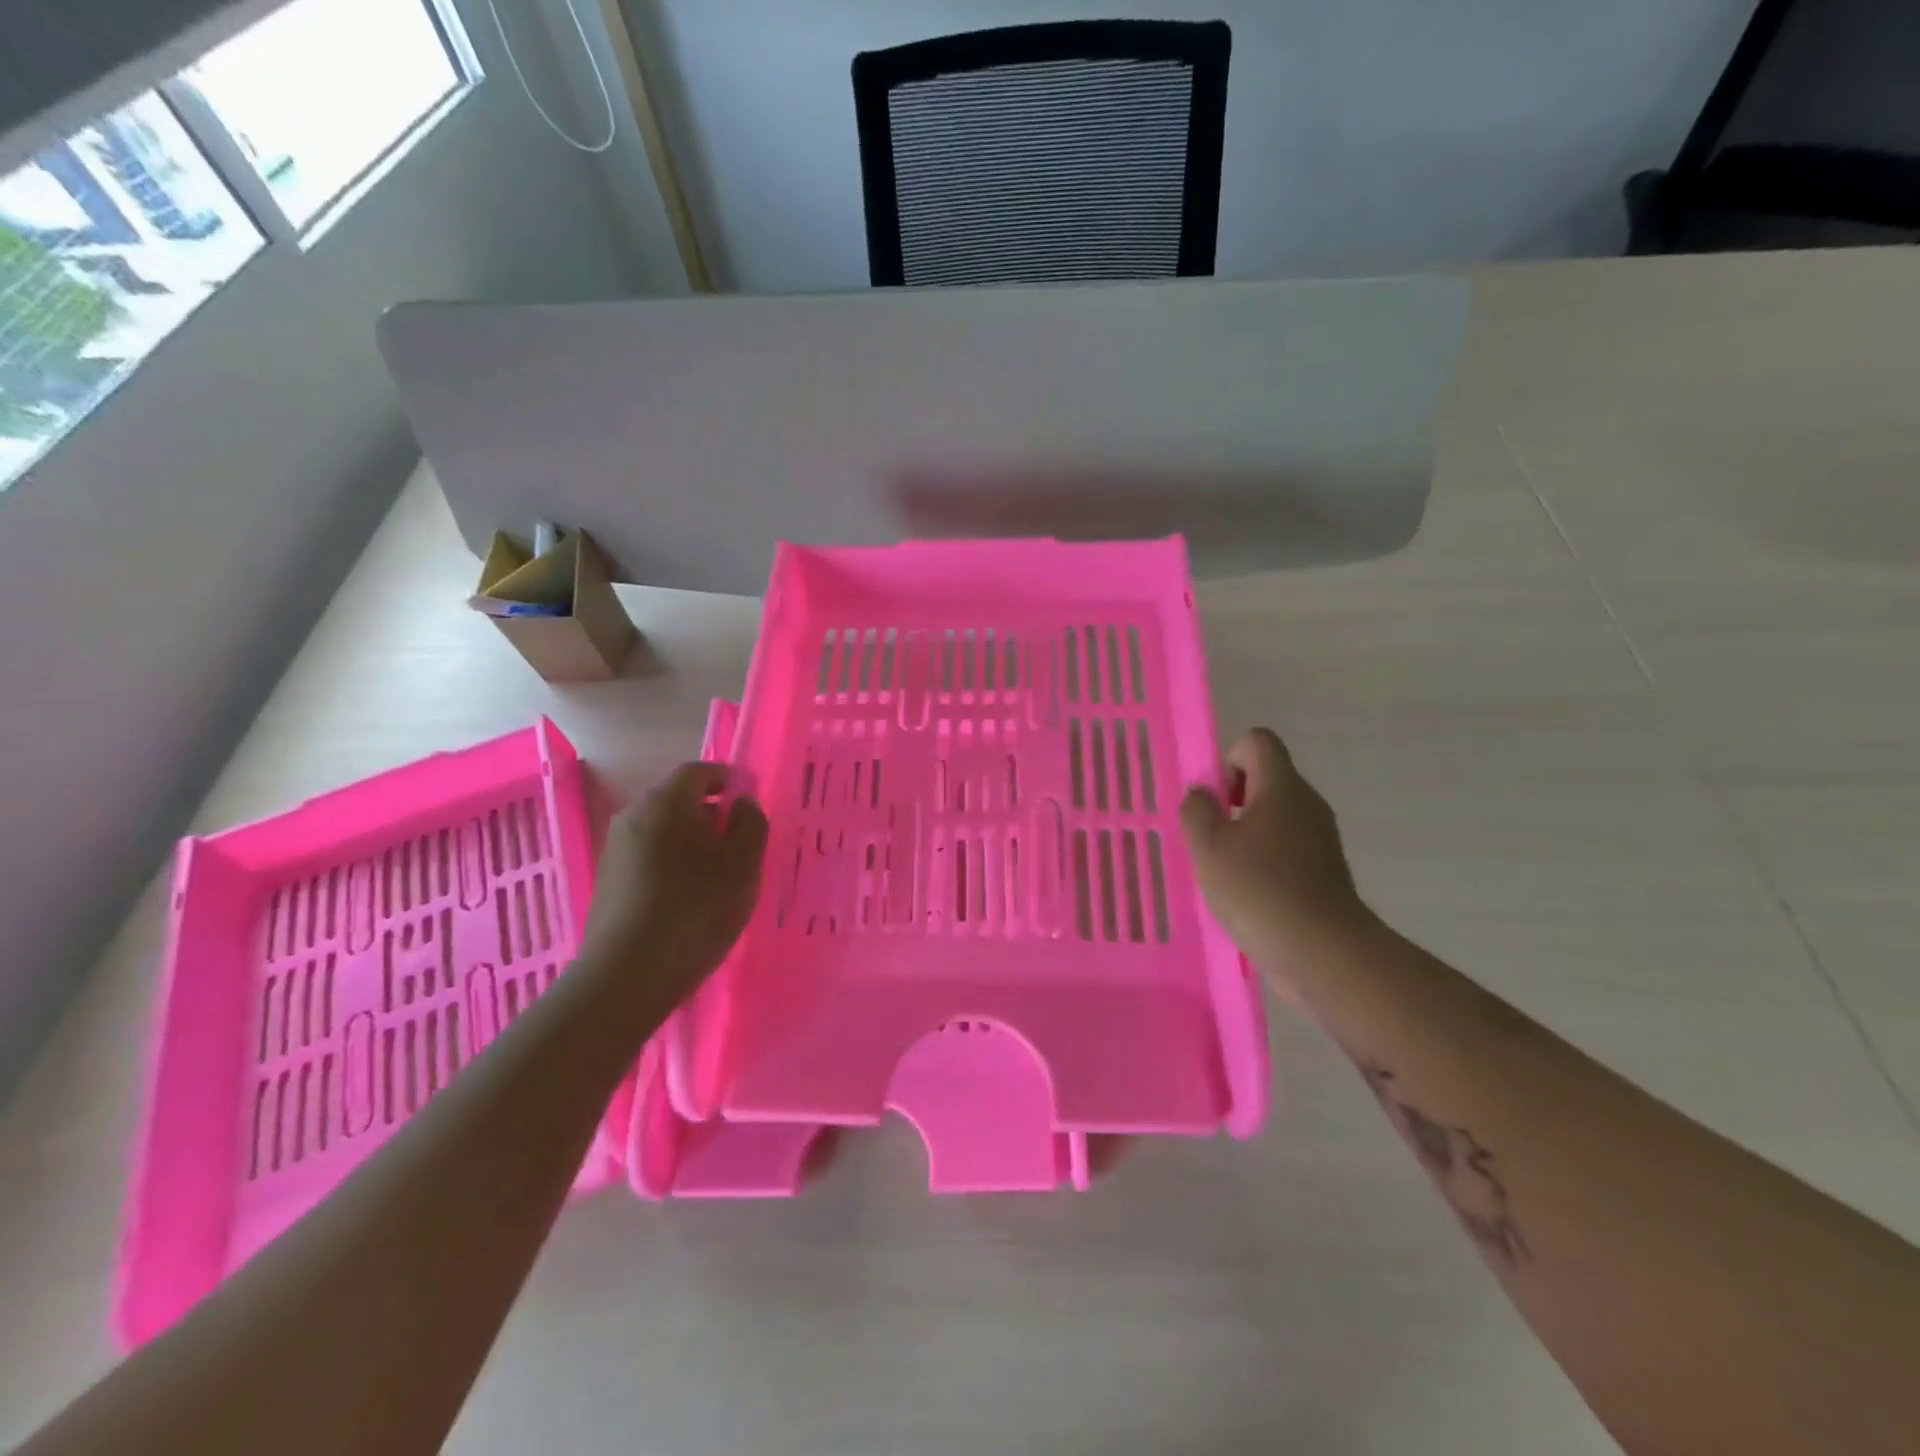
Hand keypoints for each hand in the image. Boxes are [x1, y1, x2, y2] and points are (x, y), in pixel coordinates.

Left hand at [582, 762, 768, 1009]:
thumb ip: (750, 824)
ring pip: (663, 831)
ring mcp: (616, 851)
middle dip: (711, 813)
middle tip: (741, 842)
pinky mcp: (609, 883)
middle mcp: (633, 816)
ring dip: (693, 842)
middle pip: (678, 800)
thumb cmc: (694, 909)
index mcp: (665, 802)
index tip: (750, 801)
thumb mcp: (742, 864)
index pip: (698, 771)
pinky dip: (674, 864)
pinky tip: (691, 897)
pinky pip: (650, 858)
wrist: (627, 976)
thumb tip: (742, 803)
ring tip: (720, 874)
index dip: (727, 779)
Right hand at [1180, 728, 1370, 962]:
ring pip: (1274, 817)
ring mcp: (1320, 839)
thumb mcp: (1209, 846)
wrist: (1324, 952)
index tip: (1214, 800)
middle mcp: (1307, 804)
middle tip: (1211, 839)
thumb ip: (1197, 810)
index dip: (1227, 759)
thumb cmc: (1259, 889)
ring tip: (1225, 872)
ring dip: (1244, 835)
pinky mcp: (1324, 872)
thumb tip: (1202, 795)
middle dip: (1230, 801)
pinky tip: (1247, 895)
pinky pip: (1285, 849)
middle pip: (1265, 779)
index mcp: (1282, 787)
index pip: (1257, 741)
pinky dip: (1263, 862)